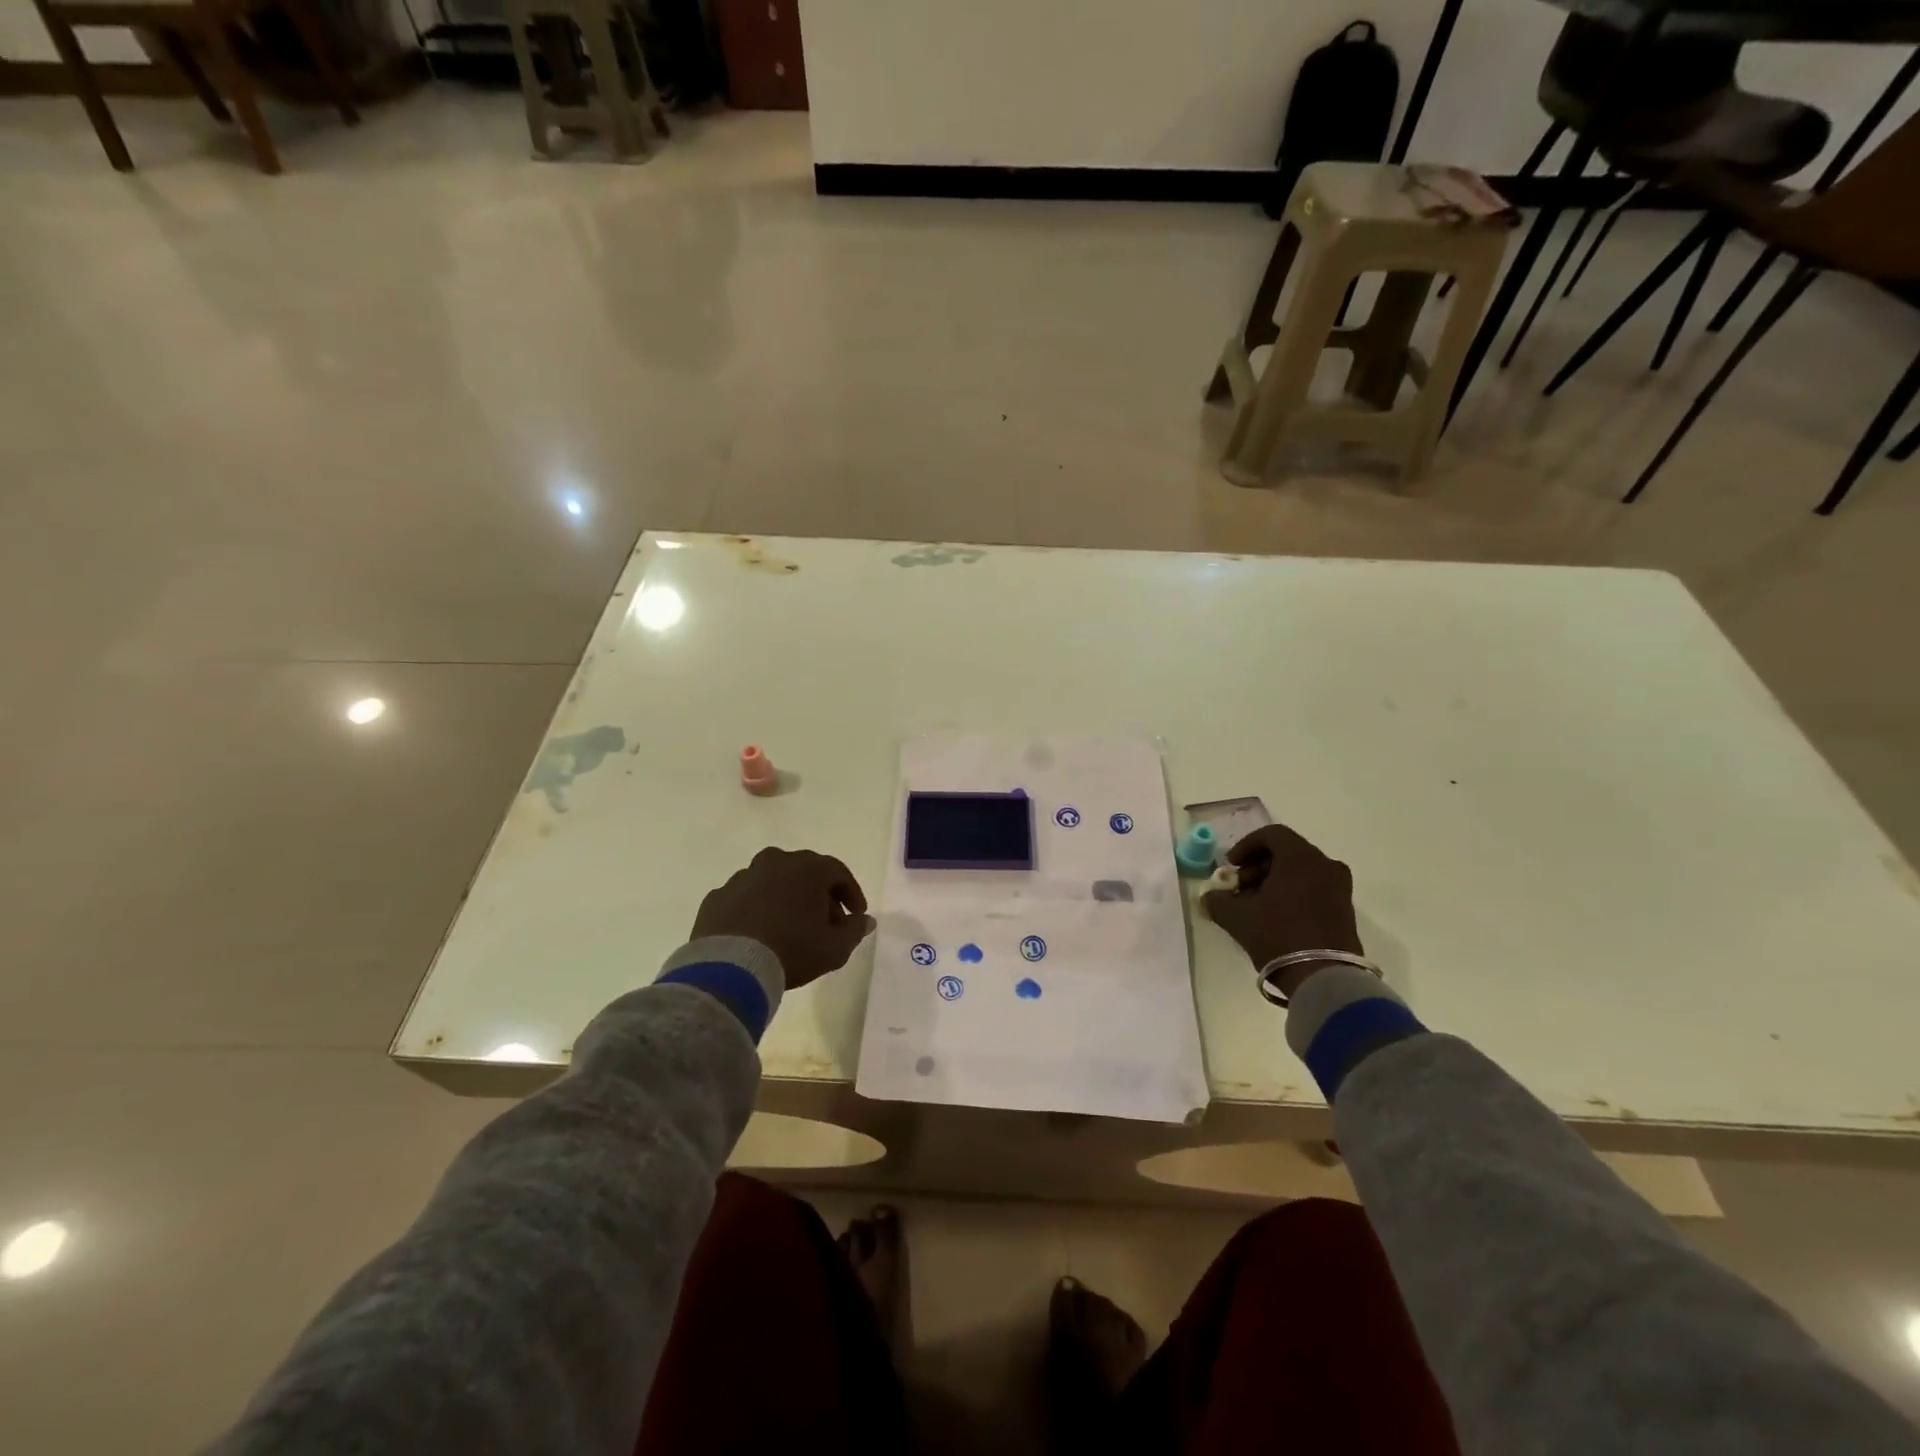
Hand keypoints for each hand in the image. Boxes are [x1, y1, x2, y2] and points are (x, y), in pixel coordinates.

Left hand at [691, 848, 875, 989]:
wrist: (731, 968)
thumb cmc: (792, 950)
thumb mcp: (835, 948)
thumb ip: (855, 930)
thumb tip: (866, 920)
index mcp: (807, 868)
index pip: (838, 872)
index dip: (851, 893)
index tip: (856, 915)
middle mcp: (775, 862)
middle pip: (805, 873)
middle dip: (819, 896)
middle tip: (826, 924)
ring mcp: (743, 877)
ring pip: (772, 882)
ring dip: (785, 899)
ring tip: (790, 929)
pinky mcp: (717, 896)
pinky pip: (745, 899)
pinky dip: (755, 910)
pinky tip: (758, 934)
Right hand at [1201, 825, 1361, 1002]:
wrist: (1325, 978)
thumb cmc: (1278, 935)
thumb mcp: (1237, 917)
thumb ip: (1217, 901)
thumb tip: (1209, 897)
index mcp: (1301, 858)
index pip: (1271, 834)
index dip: (1246, 845)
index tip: (1231, 866)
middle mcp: (1325, 865)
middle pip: (1286, 852)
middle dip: (1258, 866)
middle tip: (1240, 888)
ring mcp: (1339, 888)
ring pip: (1300, 871)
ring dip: (1274, 881)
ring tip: (1255, 906)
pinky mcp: (1345, 909)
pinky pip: (1313, 888)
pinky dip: (1292, 893)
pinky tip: (1275, 917)